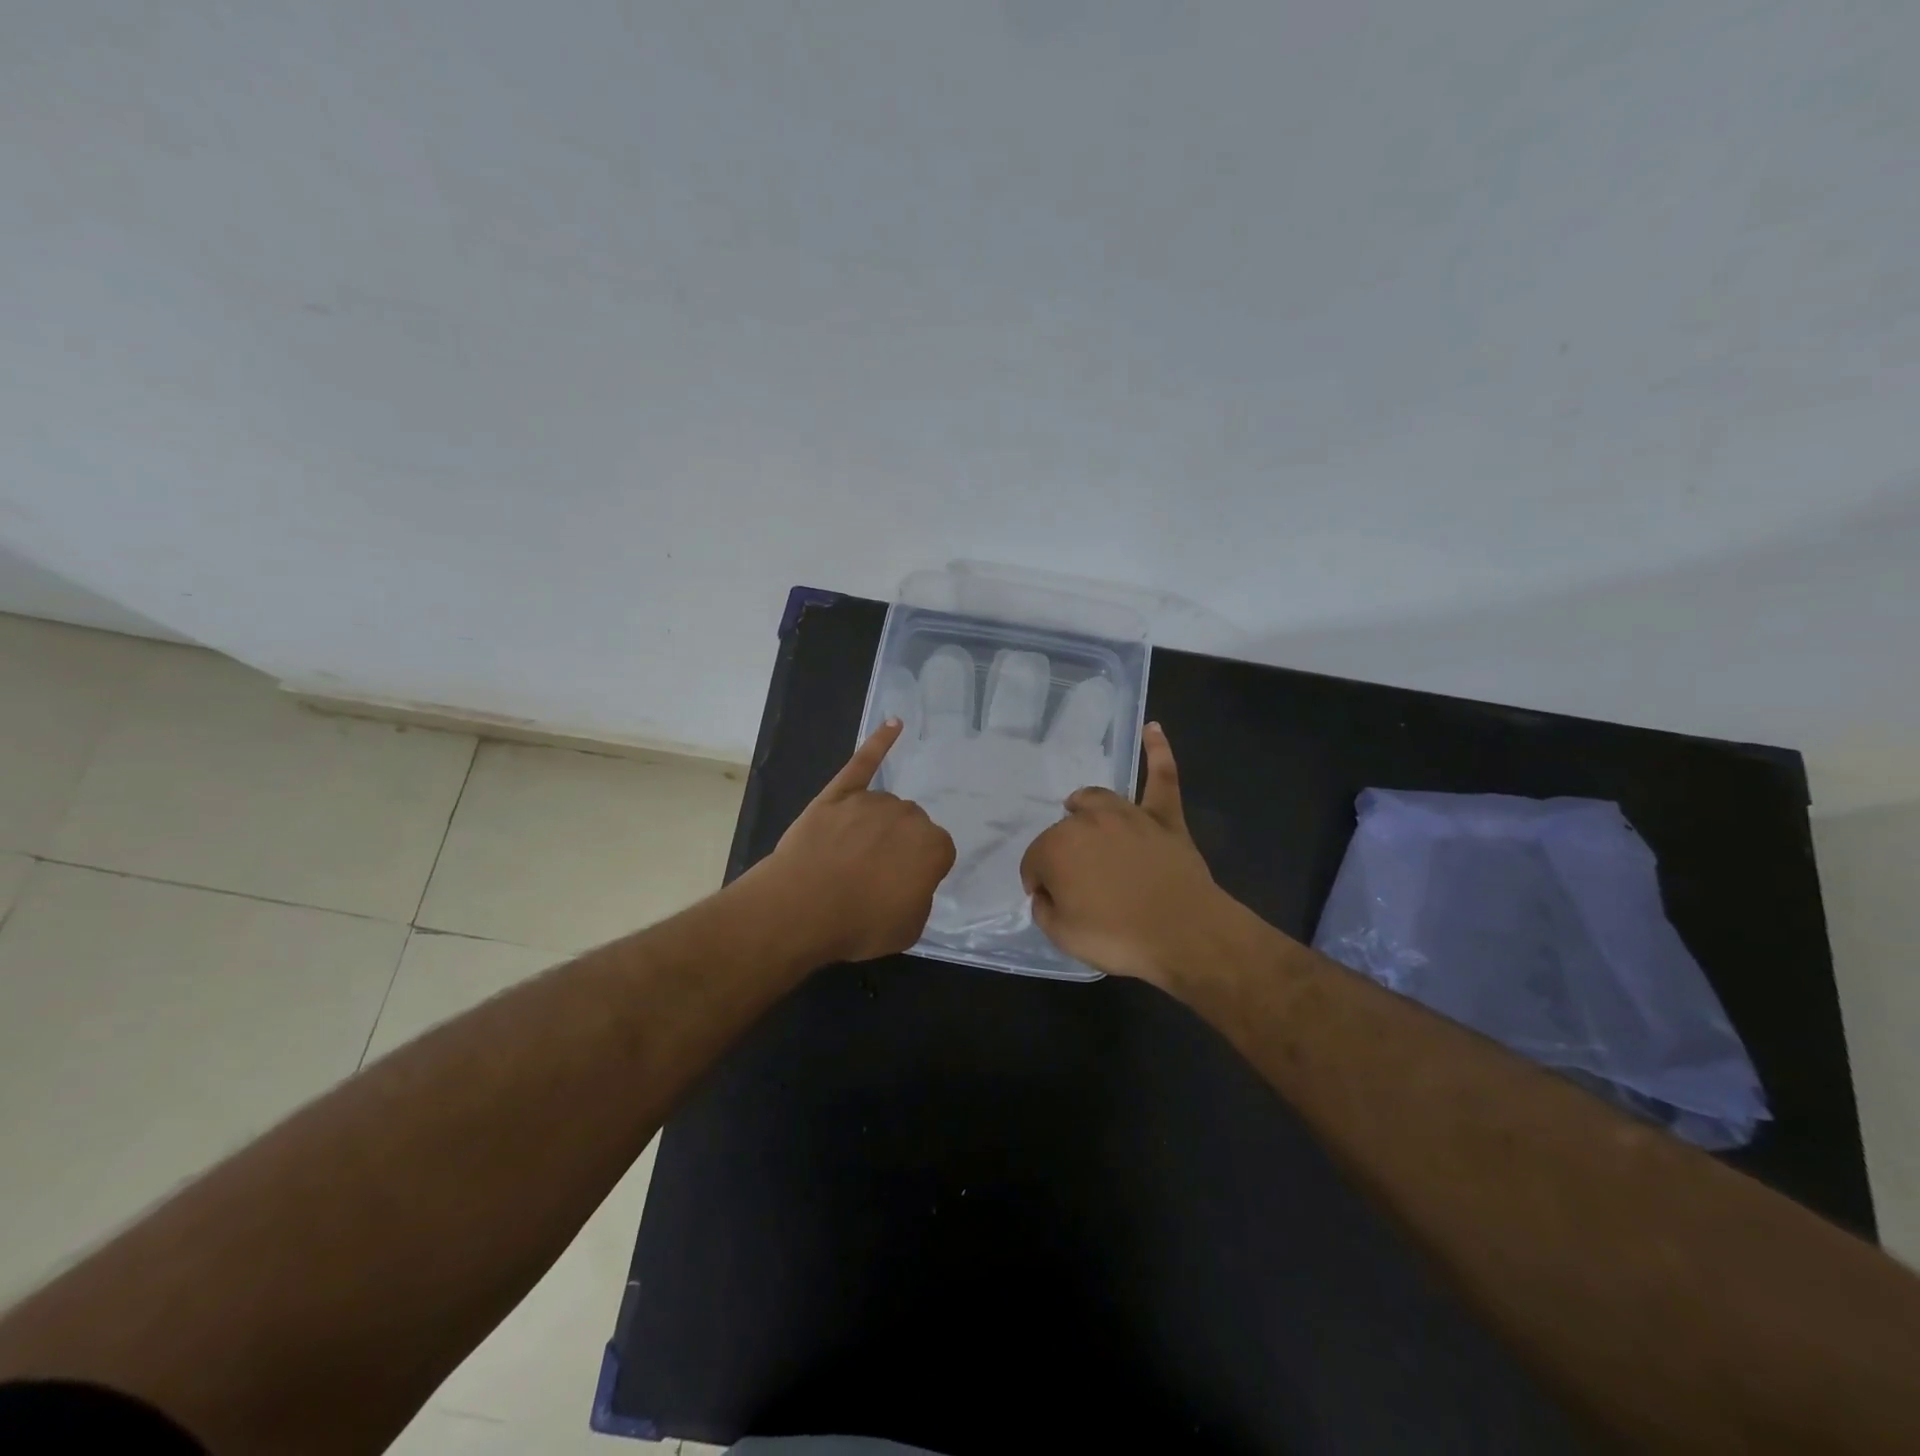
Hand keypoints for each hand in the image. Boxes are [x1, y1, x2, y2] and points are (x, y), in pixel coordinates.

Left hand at [753, 719, 957, 963]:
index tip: (901, 887)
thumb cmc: (858, 923)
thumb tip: (911, 880)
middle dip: (898, 845)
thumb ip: (920, 896)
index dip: (919, 871)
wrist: (801, 907)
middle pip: (912, 825)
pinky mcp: (839, 793)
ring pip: (885, 807)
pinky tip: (894, 724)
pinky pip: (864, 762)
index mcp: (933, 846)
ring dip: (877, 825)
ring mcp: (872, 801)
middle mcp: (909, 815)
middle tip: (874, 875)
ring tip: (851, 856)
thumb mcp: (909, 927)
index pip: (938, 852)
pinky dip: (880, 742)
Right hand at [1019, 723, 1234, 986]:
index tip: (1050, 902)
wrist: (1184, 934)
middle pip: (1064, 830)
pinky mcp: (1164, 818)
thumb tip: (1045, 892)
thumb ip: (1045, 908)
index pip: (1035, 861)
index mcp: (1057, 848)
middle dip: (1063, 853)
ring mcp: (1129, 815)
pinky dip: (1158, 752)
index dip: (1038, 883)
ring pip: (1098, 799)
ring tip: (1080, 812)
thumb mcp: (1062, 935)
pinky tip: (1153, 728)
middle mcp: (1088, 821)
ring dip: (1085, 806)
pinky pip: (1162, 777)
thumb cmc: (1118, 937)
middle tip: (1077, 885)